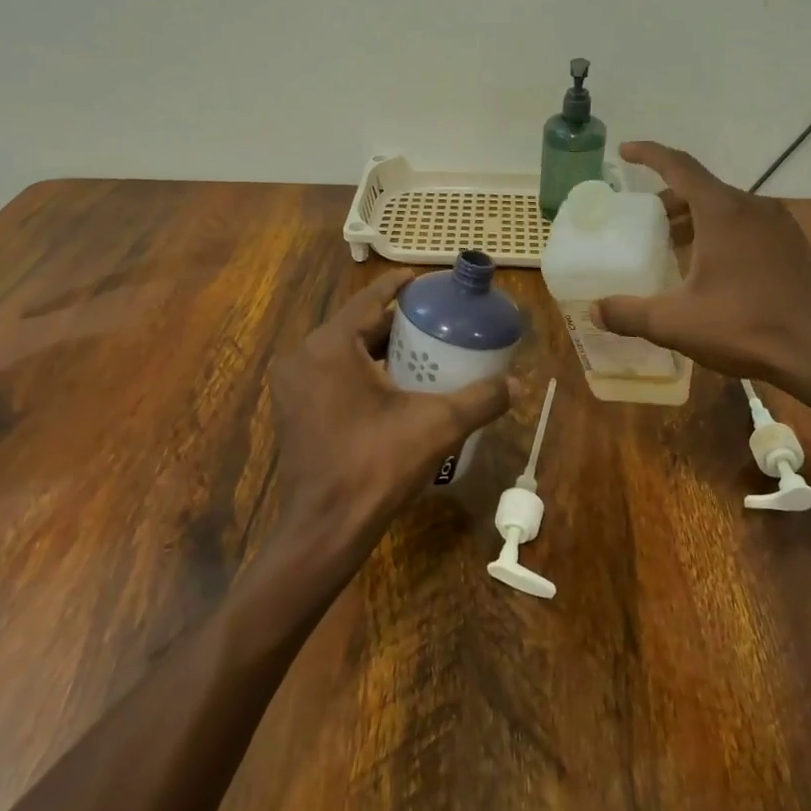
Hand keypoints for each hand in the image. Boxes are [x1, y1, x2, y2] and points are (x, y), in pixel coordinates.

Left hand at [267, 269, 513, 561]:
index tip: (426, 280)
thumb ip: (480, 399)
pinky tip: (390, 383)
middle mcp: (303, 357)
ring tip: (418, 347)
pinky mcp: (292, 410)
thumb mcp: (436, 426)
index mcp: (329, 346)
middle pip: (355, 325)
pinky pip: (330, 374)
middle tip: (432, 319)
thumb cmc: (376, 466)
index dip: (400, 287)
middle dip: (393, 320)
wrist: (325, 529)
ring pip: (341, 350)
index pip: (369, 299)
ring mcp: (292, 386)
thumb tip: (518, 384)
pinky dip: (358, 370)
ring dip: (376, 346)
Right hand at [591, 142, 810, 396]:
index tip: (625, 150)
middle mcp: (752, 207)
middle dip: (668, 199)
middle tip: (644, 221)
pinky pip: (748, 224)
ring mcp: (778, 224)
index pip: (679, 166)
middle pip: (701, 188)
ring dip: (695, 218)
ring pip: (726, 207)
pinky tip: (713, 266)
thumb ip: (629, 313)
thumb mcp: (675, 322)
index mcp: (722, 211)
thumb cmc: (743, 326)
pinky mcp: (793, 244)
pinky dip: (722, 231)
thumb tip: (595, 309)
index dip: (649, 154)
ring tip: (673, 246)